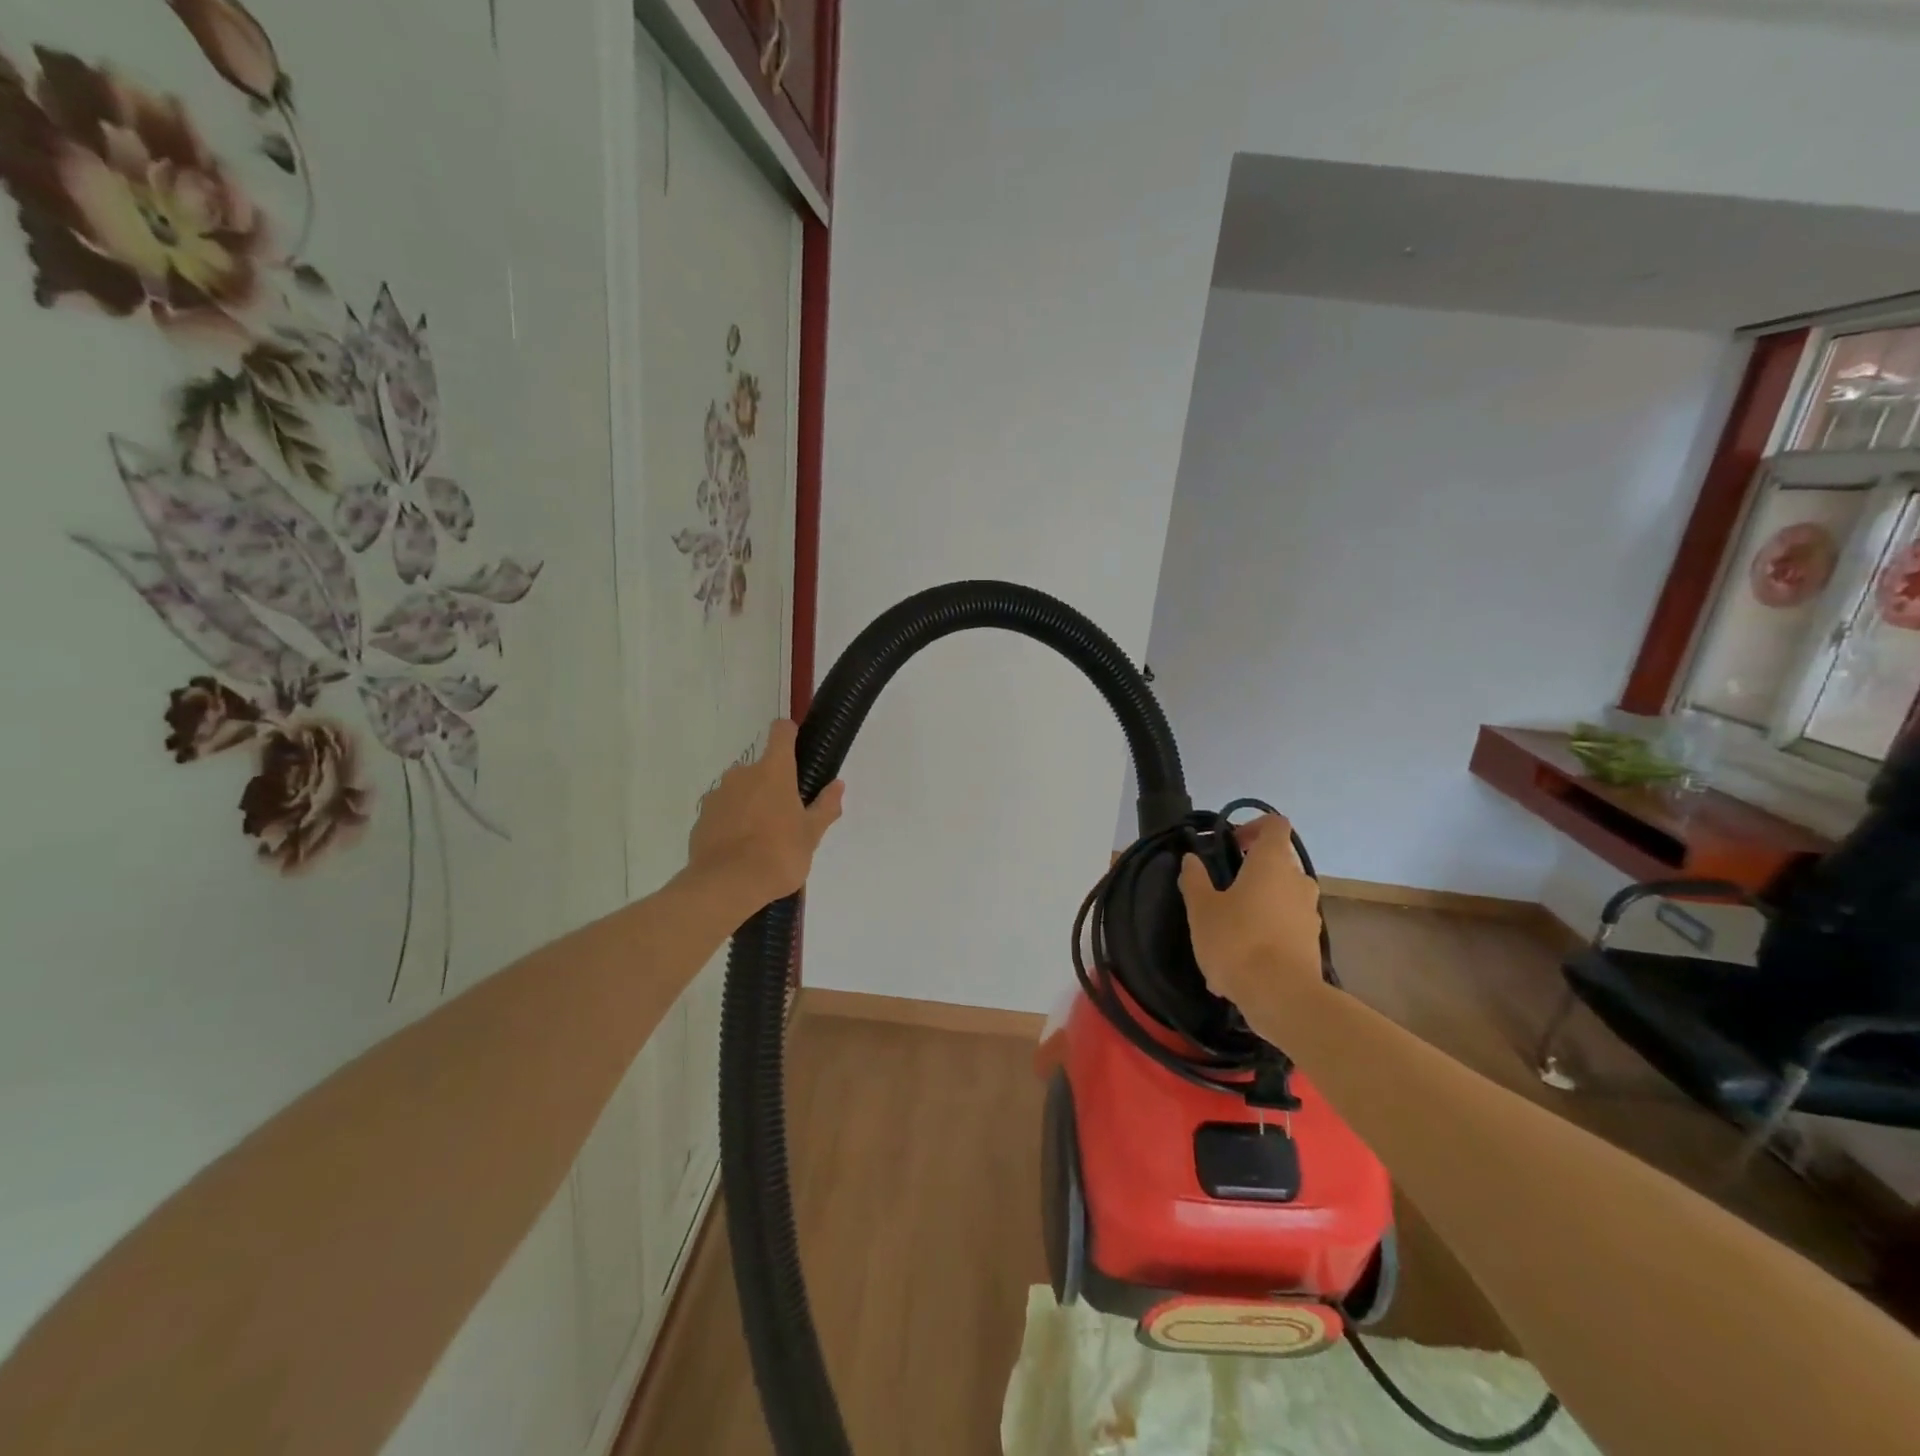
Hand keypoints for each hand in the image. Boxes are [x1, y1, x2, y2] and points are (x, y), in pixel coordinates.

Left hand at [686, 720, 844, 911]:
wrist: (726, 885)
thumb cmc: (778, 854)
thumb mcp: (811, 834)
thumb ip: (825, 806)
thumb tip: (837, 785)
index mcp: (773, 771)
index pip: (781, 732)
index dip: (789, 734)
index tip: (797, 747)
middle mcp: (742, 774)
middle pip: (762, 768)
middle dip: (773, 785)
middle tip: (787, 816)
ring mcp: (718, 795)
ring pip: (741, 791)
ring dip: (752, 804)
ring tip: (763, 838)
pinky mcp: (701, 818)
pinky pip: (723, 812)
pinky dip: (733, 822)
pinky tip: (741, 849)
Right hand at [1178, 814, 1323, 1012]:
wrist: (1281, 997)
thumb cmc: (1237, 941)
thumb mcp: (1202, 909)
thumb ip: (1195, 879)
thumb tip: (1191, 859)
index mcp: (1272, 863)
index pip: (1275, 825)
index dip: (1253, 827)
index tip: (1230, 844)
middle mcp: (1298, 881)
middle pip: (1278, 862)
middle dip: (1251, 871)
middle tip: (1222, 888)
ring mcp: (1309, 913)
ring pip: (1281, 896)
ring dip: (1258, 904)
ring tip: (1227, 930)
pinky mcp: (1312, 943)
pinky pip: (1285, 927)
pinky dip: (1266, 933)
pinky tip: (1240, 960)